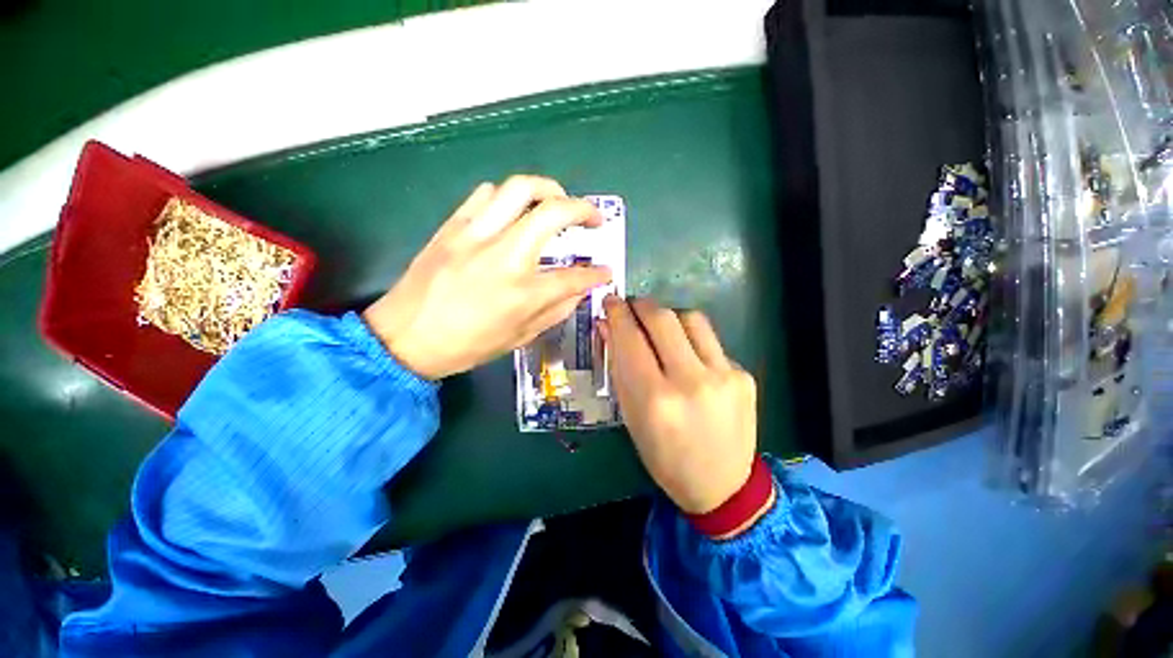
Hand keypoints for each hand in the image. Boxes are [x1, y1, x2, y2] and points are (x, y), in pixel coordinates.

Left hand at [363, 176, 611, 379]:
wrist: (405, 337)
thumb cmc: (467, 345)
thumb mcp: (520, 337)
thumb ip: (555, 310)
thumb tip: (578, 290)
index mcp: (522, 293)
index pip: (574, 276)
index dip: (596, 274)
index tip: (605, 271)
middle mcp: (503, 256)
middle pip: (553, 212)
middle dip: (584, 209)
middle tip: (593, 219)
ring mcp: (475, 234)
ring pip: (519, 188)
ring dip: (548, 190)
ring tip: (557, 203)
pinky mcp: (453, 226)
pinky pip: (486, 194)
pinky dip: (509, 197)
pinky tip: (513, 212)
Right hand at [599, 297, 757, 514]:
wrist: (722, 485)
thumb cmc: (664, 456)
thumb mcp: (631, 416)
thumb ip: (619, 367)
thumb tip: (608, 327)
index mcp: (655, 399)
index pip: (630, 339)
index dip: (617, 313)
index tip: (611, 301)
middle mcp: (690, 382)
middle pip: (663, 318)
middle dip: (642, 305)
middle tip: (632, 306)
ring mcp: (723, 376)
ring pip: (691, 319)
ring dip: (670, 317)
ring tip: (660, 329)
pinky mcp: (744, 375)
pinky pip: (711, 342)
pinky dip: (692, 341)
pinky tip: (688, 358)